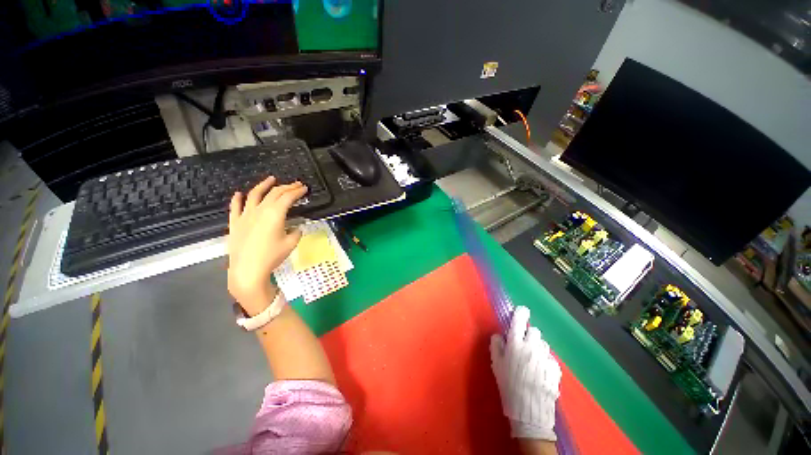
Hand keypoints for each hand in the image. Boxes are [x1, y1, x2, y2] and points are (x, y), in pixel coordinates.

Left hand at [228, 177, 306, 315]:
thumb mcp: (291, 243)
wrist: (247, 270)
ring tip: (271, 179)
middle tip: (296, 184)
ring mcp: (245, 215)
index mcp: (275, 214)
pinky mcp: (235, 223)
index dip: (297, 191)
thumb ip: (296, 232)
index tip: (304, 188)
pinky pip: (235, 207)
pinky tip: (239, 194)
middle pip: (274, 193)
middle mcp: (260, 210)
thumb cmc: (272, 256)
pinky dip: (237, 199)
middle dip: (287, 187)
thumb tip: (296, 228)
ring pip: (254, 194)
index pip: (288, 197)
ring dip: (264, 185)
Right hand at [490, 306, 560, 441]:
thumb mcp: (496, 364)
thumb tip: (499, 335)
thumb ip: (496, 345)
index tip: (522, 311)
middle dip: (529, 334)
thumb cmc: (508, 385)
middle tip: (524, 344)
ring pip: (543, 344)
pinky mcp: (556, 369)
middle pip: (534, 331)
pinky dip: (546, 360)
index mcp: (515, 344)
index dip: (521, 313)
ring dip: (538, 347)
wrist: (529, 410)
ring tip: (532, 360)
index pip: (519, 321)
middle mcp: (532, 347)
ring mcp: (546, 358)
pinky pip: (551, 358)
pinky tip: (541, 371)